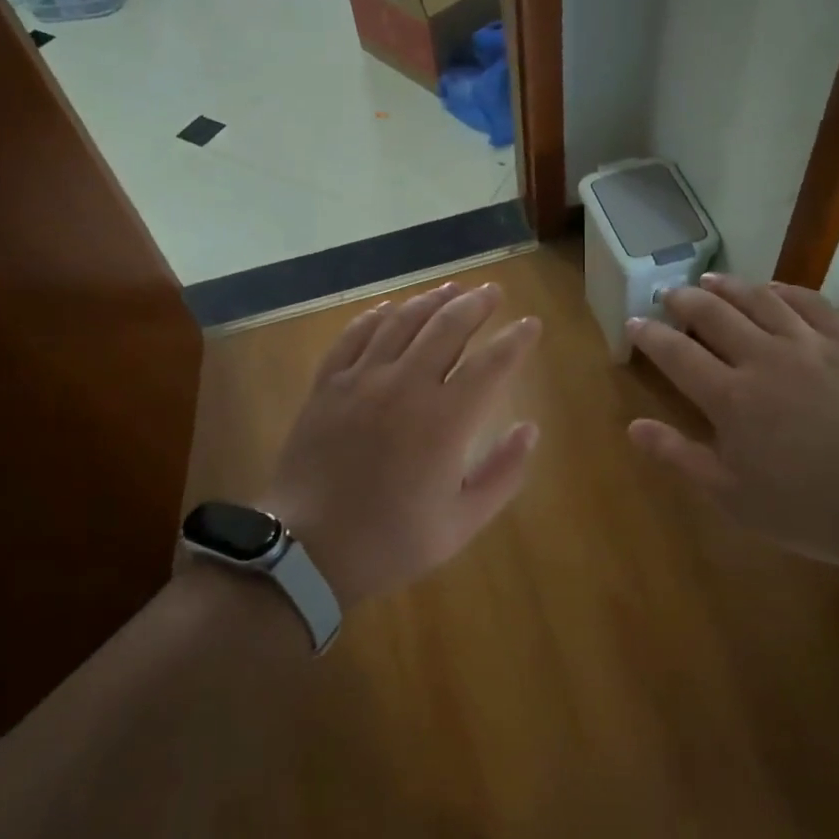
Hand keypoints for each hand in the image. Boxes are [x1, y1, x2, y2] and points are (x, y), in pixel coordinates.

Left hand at [263, 281, 541, 605]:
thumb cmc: (391, 540)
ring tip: (451, 288)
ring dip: (431, 300)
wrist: (307, 550)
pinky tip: (390, 308)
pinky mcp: (328, 384)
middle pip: (447, 326)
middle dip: (476, 304)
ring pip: (402, 321)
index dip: (516, 340)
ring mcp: (362, 379)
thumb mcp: (462, 523)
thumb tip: (530, 429)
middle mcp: (406, 385)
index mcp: (445, 420)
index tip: (530, 324)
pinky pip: (355, 335)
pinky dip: (377, 316)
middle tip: (492, 292)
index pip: (492, 364)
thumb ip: (503, 473)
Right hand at [626, 273, 838, 571]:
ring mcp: (808, 344)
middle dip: (684, 300)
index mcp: (730, 397)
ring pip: (759, 299)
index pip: (676, 353)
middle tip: (669, 294)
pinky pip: (811, 302)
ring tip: (710, 279)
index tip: (634, 322)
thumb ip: (680, 456)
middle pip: (713, 314)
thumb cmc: (810, 508)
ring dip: (729, 285)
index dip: (650, 335)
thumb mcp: (733, 496)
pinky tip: (774, 288)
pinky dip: (785, 289)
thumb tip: (634, 426)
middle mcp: (763, 357)